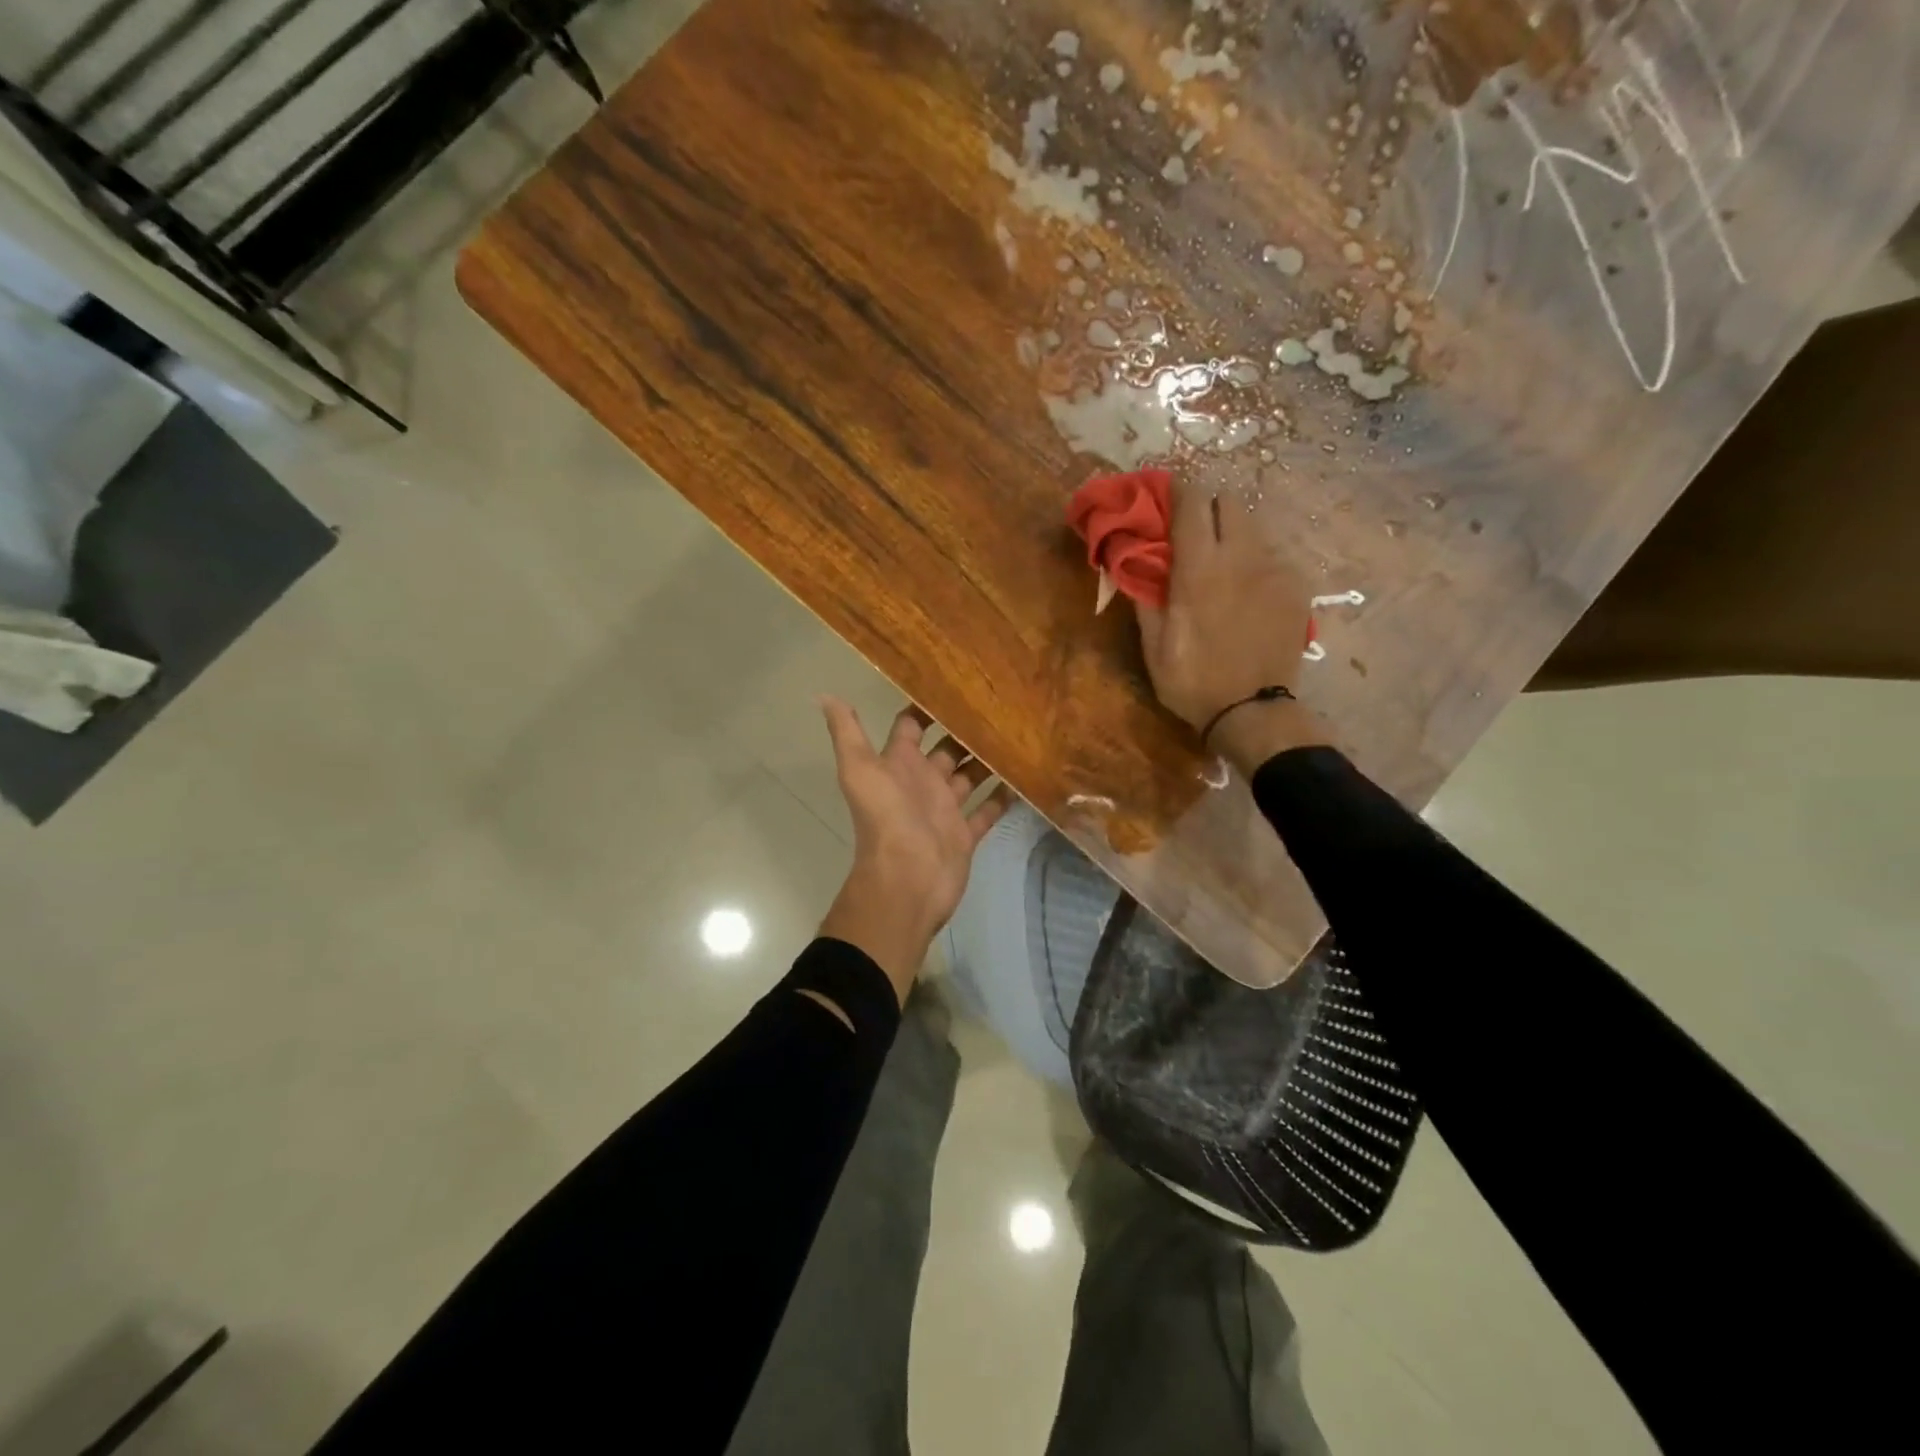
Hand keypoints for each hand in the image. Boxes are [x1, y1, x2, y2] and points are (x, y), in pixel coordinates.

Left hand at [818, 698, 1008, 1001]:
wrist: (906, 881)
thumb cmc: (885, 820)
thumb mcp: (860, 770)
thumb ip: (847, 733)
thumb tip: (825, 695)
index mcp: (898, 765)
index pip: (910, 727)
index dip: (925, 707)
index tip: (953, 682)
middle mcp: (922, 782)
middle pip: (946, 750)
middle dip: (965, 730)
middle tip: (997, 706)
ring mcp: (945, 809)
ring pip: (969, 777)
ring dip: (987, 760)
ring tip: (1016, 735)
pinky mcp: (965, 833)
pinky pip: (987, 810)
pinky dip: (1002, 797)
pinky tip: (1025, 777)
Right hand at [1136, 483, 1330, 775]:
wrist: (1252, 711)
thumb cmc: (1192, 681)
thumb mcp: (1153, 646)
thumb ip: (1144, 597)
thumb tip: (1131, 563)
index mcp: (1200, 569)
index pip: (1192, 504)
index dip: (1178, 489)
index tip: (1166, 492)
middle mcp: (1241, 557)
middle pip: (1229, 501)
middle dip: (1209, 506)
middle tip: (1194, 530)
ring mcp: (1274, 570)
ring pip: (1254, 528)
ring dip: (1233, 534)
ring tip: (1222, 564)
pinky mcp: (1296, 588)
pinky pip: (1272, 557)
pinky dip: (1255, 563)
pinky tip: (1247, 593)